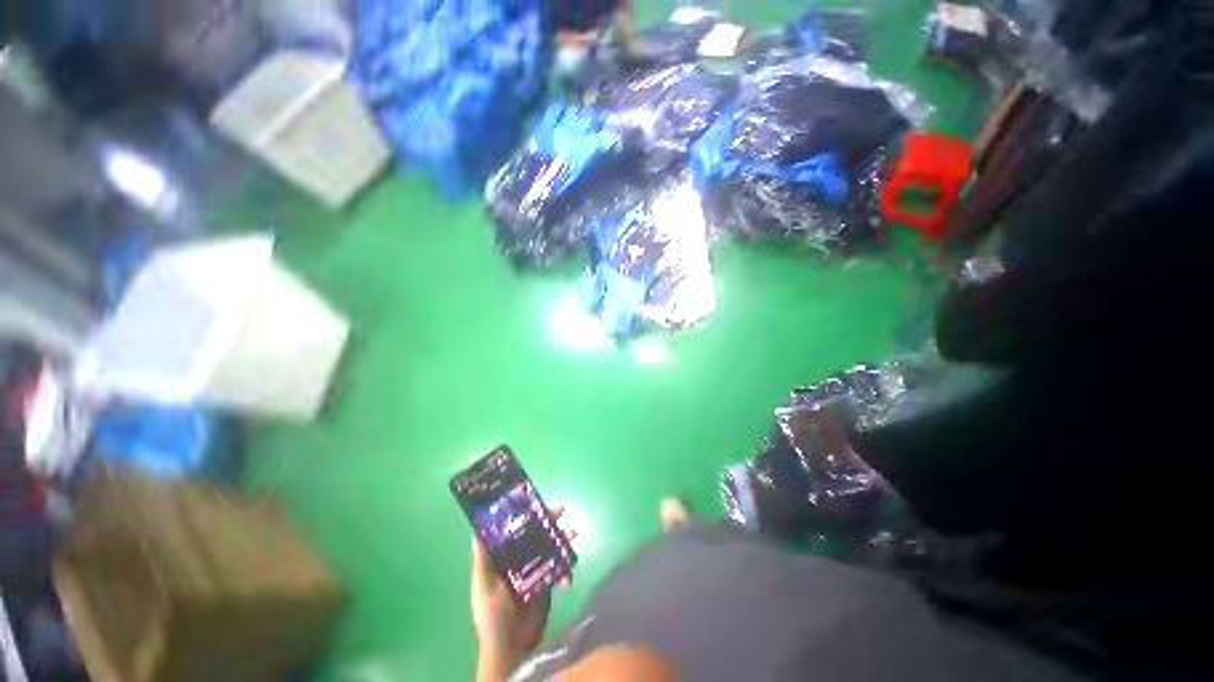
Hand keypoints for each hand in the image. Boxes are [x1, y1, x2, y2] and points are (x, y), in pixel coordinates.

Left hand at [471, 507, 576, 681]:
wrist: (512, 648)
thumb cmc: (492, 616)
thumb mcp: (484, 586)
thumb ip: (483, 559)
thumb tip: (478, 528)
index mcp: (501, 556)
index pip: (514, 528)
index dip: (525, 513)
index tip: (537, 501)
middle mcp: (517, 558)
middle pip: (534, 533)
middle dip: (548, 521)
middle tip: (562, 511)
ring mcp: (533, 569)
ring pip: (548, 546)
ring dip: (561, 539)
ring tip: (573, 533)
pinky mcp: (546, 581)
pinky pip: (558, 567)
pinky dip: (565, 567)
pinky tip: (569, 577)